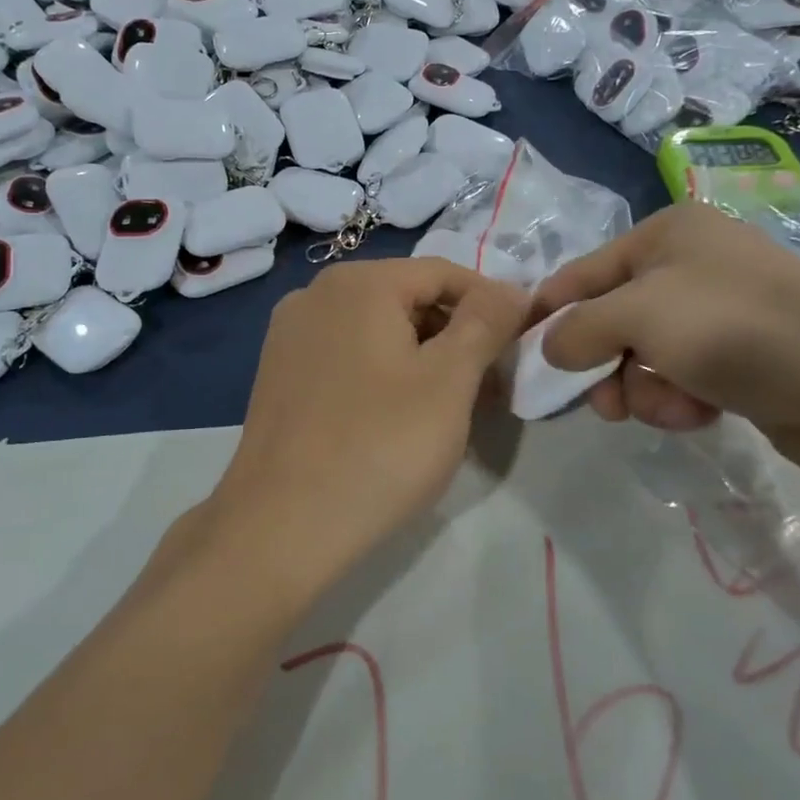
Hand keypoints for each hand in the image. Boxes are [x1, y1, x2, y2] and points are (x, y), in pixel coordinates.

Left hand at [206, 257, 528, 595]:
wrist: (281, 527)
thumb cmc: (379, 447)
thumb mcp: (449, 381)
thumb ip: (486, 322)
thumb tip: (511, 288)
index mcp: (358, 282)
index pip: (444, 273)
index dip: (491, 305)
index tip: (520, 348)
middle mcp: (316, 294)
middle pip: (408, 298)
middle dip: (456, 336)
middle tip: (490, 388)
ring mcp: (290, 335)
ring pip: (377, 330)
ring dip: (423, 358)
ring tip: (449, 409)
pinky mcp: (279, 374)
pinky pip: (347, 356)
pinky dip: (383, 374)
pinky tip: (397, 419)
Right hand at [532, 200, 799, 482]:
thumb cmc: (739, 330)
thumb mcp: (641, 315)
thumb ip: (578, 328)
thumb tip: (548, 348)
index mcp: (665, 233)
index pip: (579, 274)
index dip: (548, 317)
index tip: (522, 362)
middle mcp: (689, 263)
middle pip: (609, 319)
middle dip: (603, 364)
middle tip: (605, 403)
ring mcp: (717, 311)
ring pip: (641, 355)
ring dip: (643, 388)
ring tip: (671, 406)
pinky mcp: (739, 356)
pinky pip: (678, 376)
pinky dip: (678, 398)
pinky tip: (700, 412)